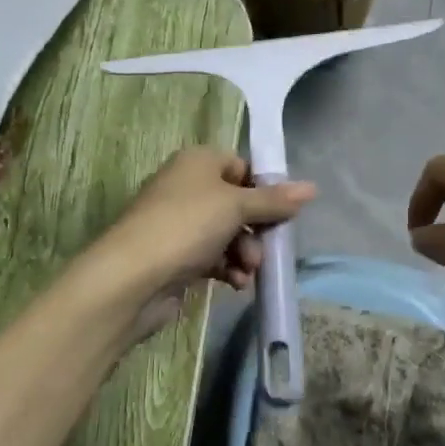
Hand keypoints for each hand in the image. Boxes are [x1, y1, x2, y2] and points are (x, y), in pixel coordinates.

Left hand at [94, 149, 315, 339]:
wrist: (131, 278)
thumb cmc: (186, 226)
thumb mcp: (236, 206)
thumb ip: (274, 200)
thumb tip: (312, 188)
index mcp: (198, 162)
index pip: (242, 167)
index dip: (264, 189)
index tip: (282, 211)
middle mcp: (188, 187)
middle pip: (238, 203)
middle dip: (256, 228)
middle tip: (266, 248)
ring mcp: (180, 223)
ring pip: (228, 233)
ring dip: (245, 252)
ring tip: (247, 271)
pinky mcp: (177, 256)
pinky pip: (213, 256)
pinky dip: (228, 268)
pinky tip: (235, 284)